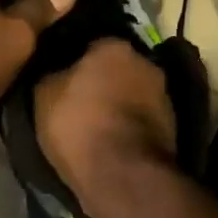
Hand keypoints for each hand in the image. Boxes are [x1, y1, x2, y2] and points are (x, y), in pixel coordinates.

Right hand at [33, 38, 176, 206]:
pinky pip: (142, 120)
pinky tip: (113, 142)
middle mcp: (146, 63)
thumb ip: (51, 73)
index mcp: (114, 46)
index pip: (90, 42)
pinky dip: (129, 127)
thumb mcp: (44, 95)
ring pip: (132, 93)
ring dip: (118, 104)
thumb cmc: (79, 125)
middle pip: (117, 67)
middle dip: (101, 80)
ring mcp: (164, 96)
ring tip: (96, 126)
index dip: (74, 60)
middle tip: (79, 100)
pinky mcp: (173, 127)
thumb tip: (56, 69)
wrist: (124, 175)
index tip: (61, 77)